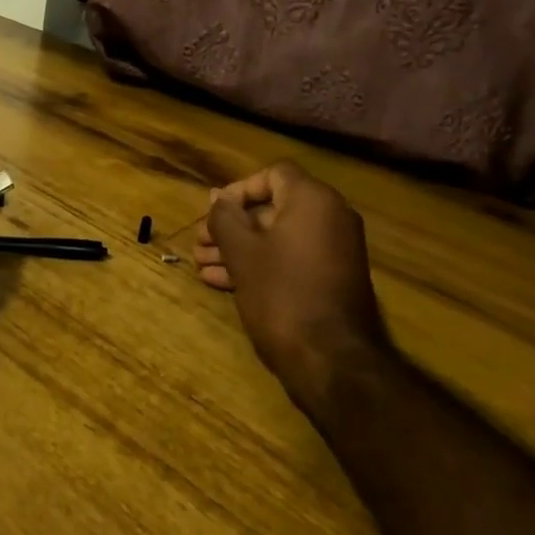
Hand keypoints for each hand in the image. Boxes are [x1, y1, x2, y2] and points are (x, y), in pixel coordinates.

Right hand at [195, 162, 389, 412]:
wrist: (331, 359)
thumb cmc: (281, 293)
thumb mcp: (242, 251)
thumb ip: (225, 217)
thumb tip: (218, 197)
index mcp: (313, 201)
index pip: (273, 175)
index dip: (238, 189)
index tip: (214, 212)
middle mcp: (330, 218)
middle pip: (273, 208)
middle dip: (232, 224)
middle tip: (200, 242)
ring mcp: (334, 251)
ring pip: (277, 237)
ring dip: (239, 247)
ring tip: (202, 264)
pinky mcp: (330, 279)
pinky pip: (290, 258)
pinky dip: (260, 264)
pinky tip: (220, 281)